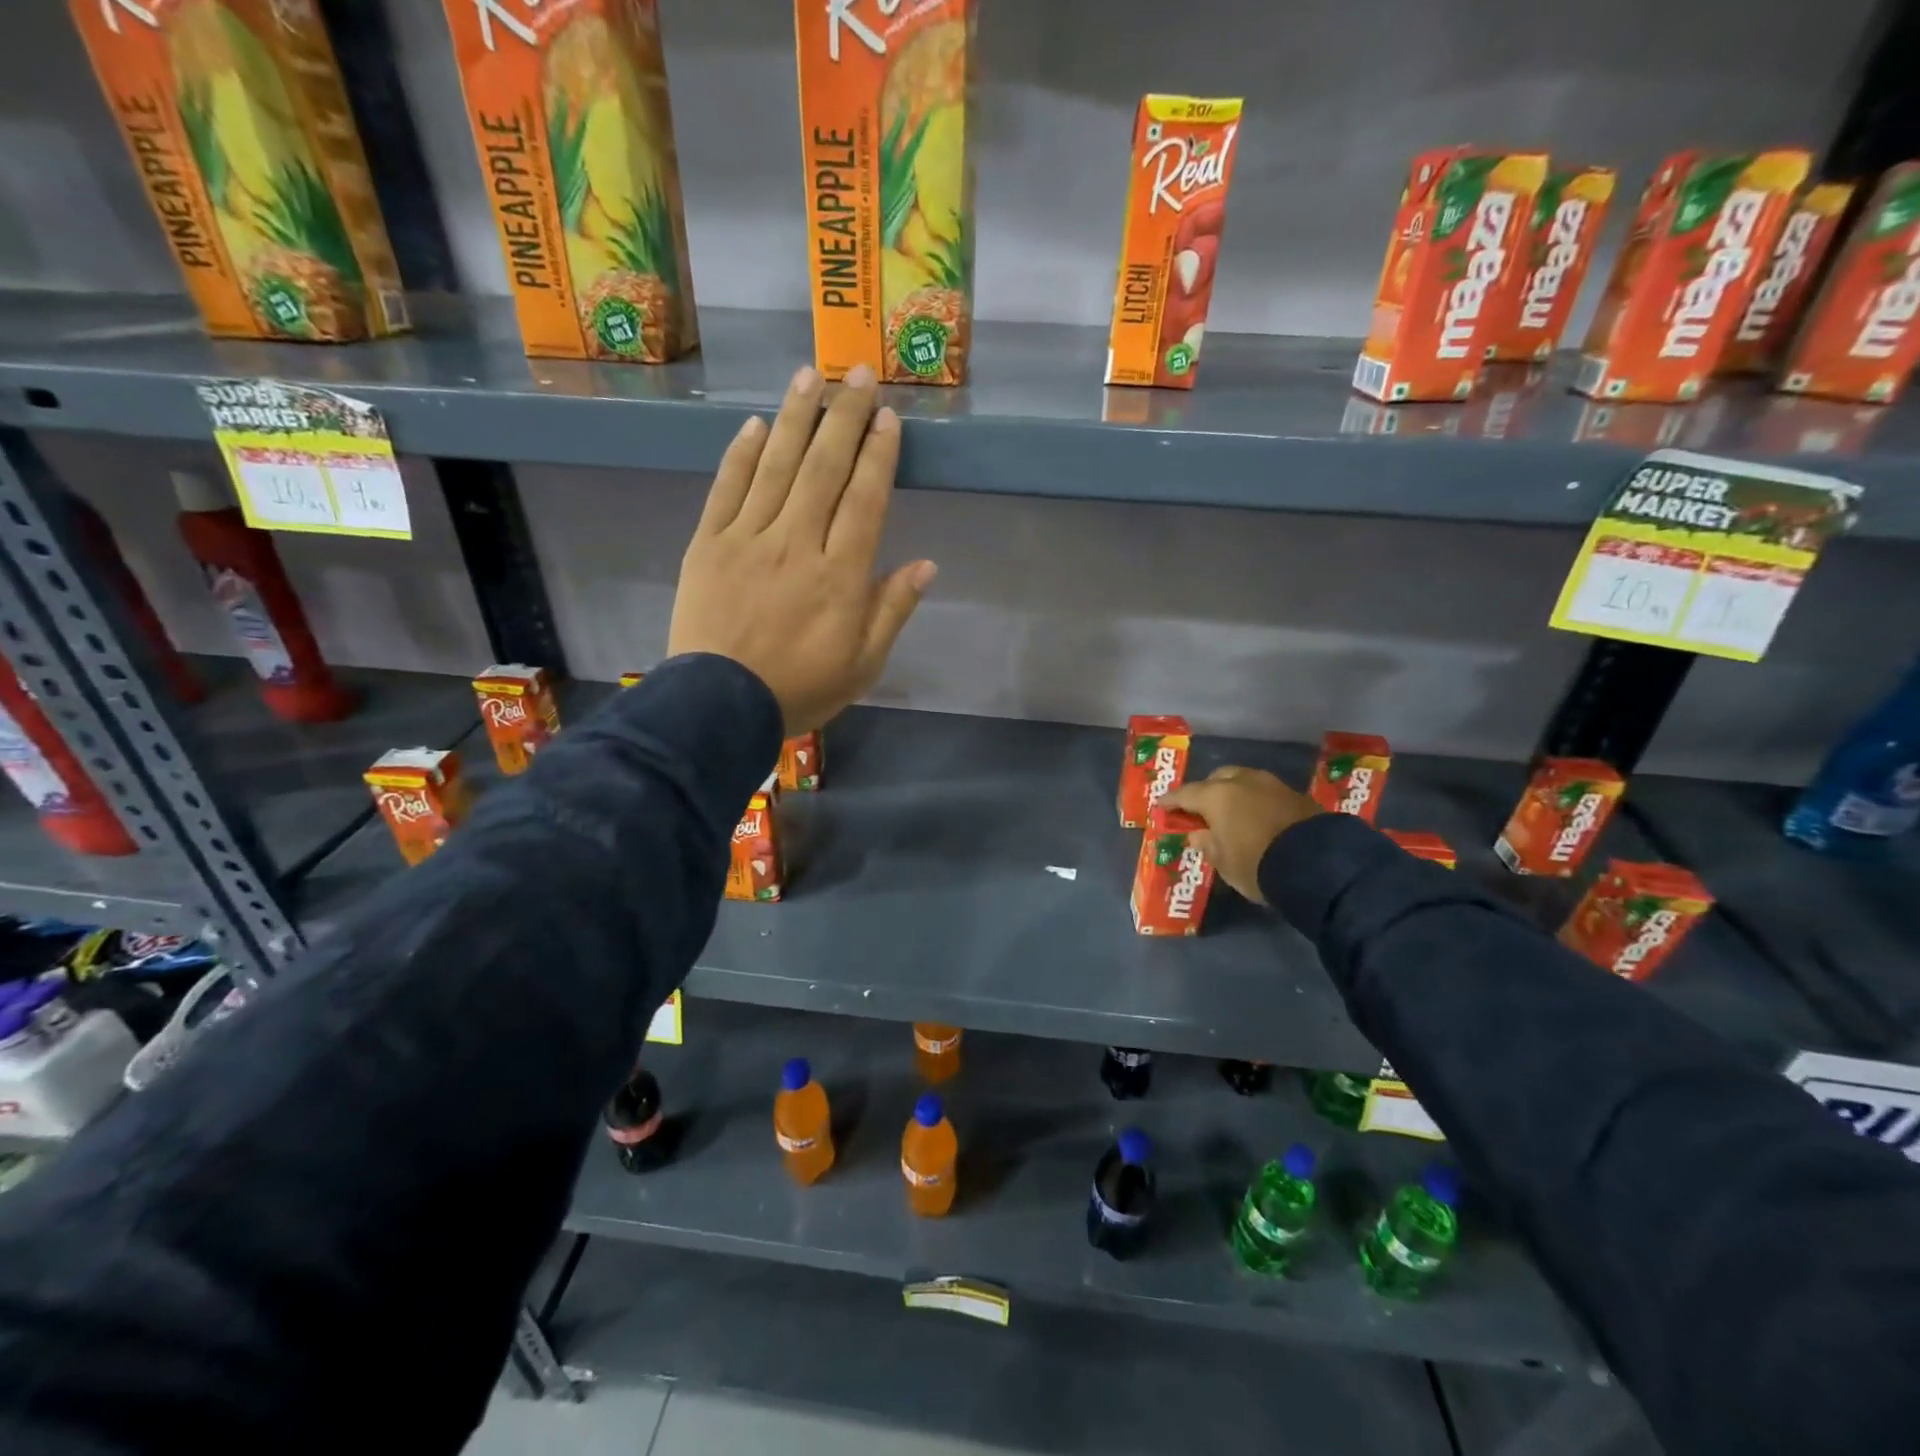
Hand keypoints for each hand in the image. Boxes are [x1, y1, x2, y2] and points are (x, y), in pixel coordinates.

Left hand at [668, 364, 936, 733]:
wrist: (719, 707)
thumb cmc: (799, 690)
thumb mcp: (862, 665)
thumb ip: (891, 611)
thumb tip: (926, 564)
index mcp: (840, 575)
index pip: (865, 500)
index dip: (879, 454)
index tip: (888, 416)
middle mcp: (797, 543)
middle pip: (825, 469)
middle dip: (845, 416)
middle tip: (858, 372)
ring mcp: (748, 539)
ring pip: (776, 466)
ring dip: (796, 418)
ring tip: (810, 375)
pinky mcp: (707, 544)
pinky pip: (726, 489)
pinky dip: (740, 454)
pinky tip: (755, 424)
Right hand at [1161, 767, 1319, 904]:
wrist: (1317, 865)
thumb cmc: (1257, 865)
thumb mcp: (1224, 863)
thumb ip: (1207, 845)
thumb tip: (1198, 834)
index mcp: (1216, 796)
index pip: (1185, 794)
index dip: (1171, 801)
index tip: (1161, 806)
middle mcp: (1242, 782)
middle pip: (1217, 779)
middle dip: (1207, 791)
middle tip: (1201, 809)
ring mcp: (1272, 785)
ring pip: (1245, 780)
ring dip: (1235, 792)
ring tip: (1232, 811)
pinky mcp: (1297, 795)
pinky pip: (1267, 792)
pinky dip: (1257, 801)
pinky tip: (1258, 816)